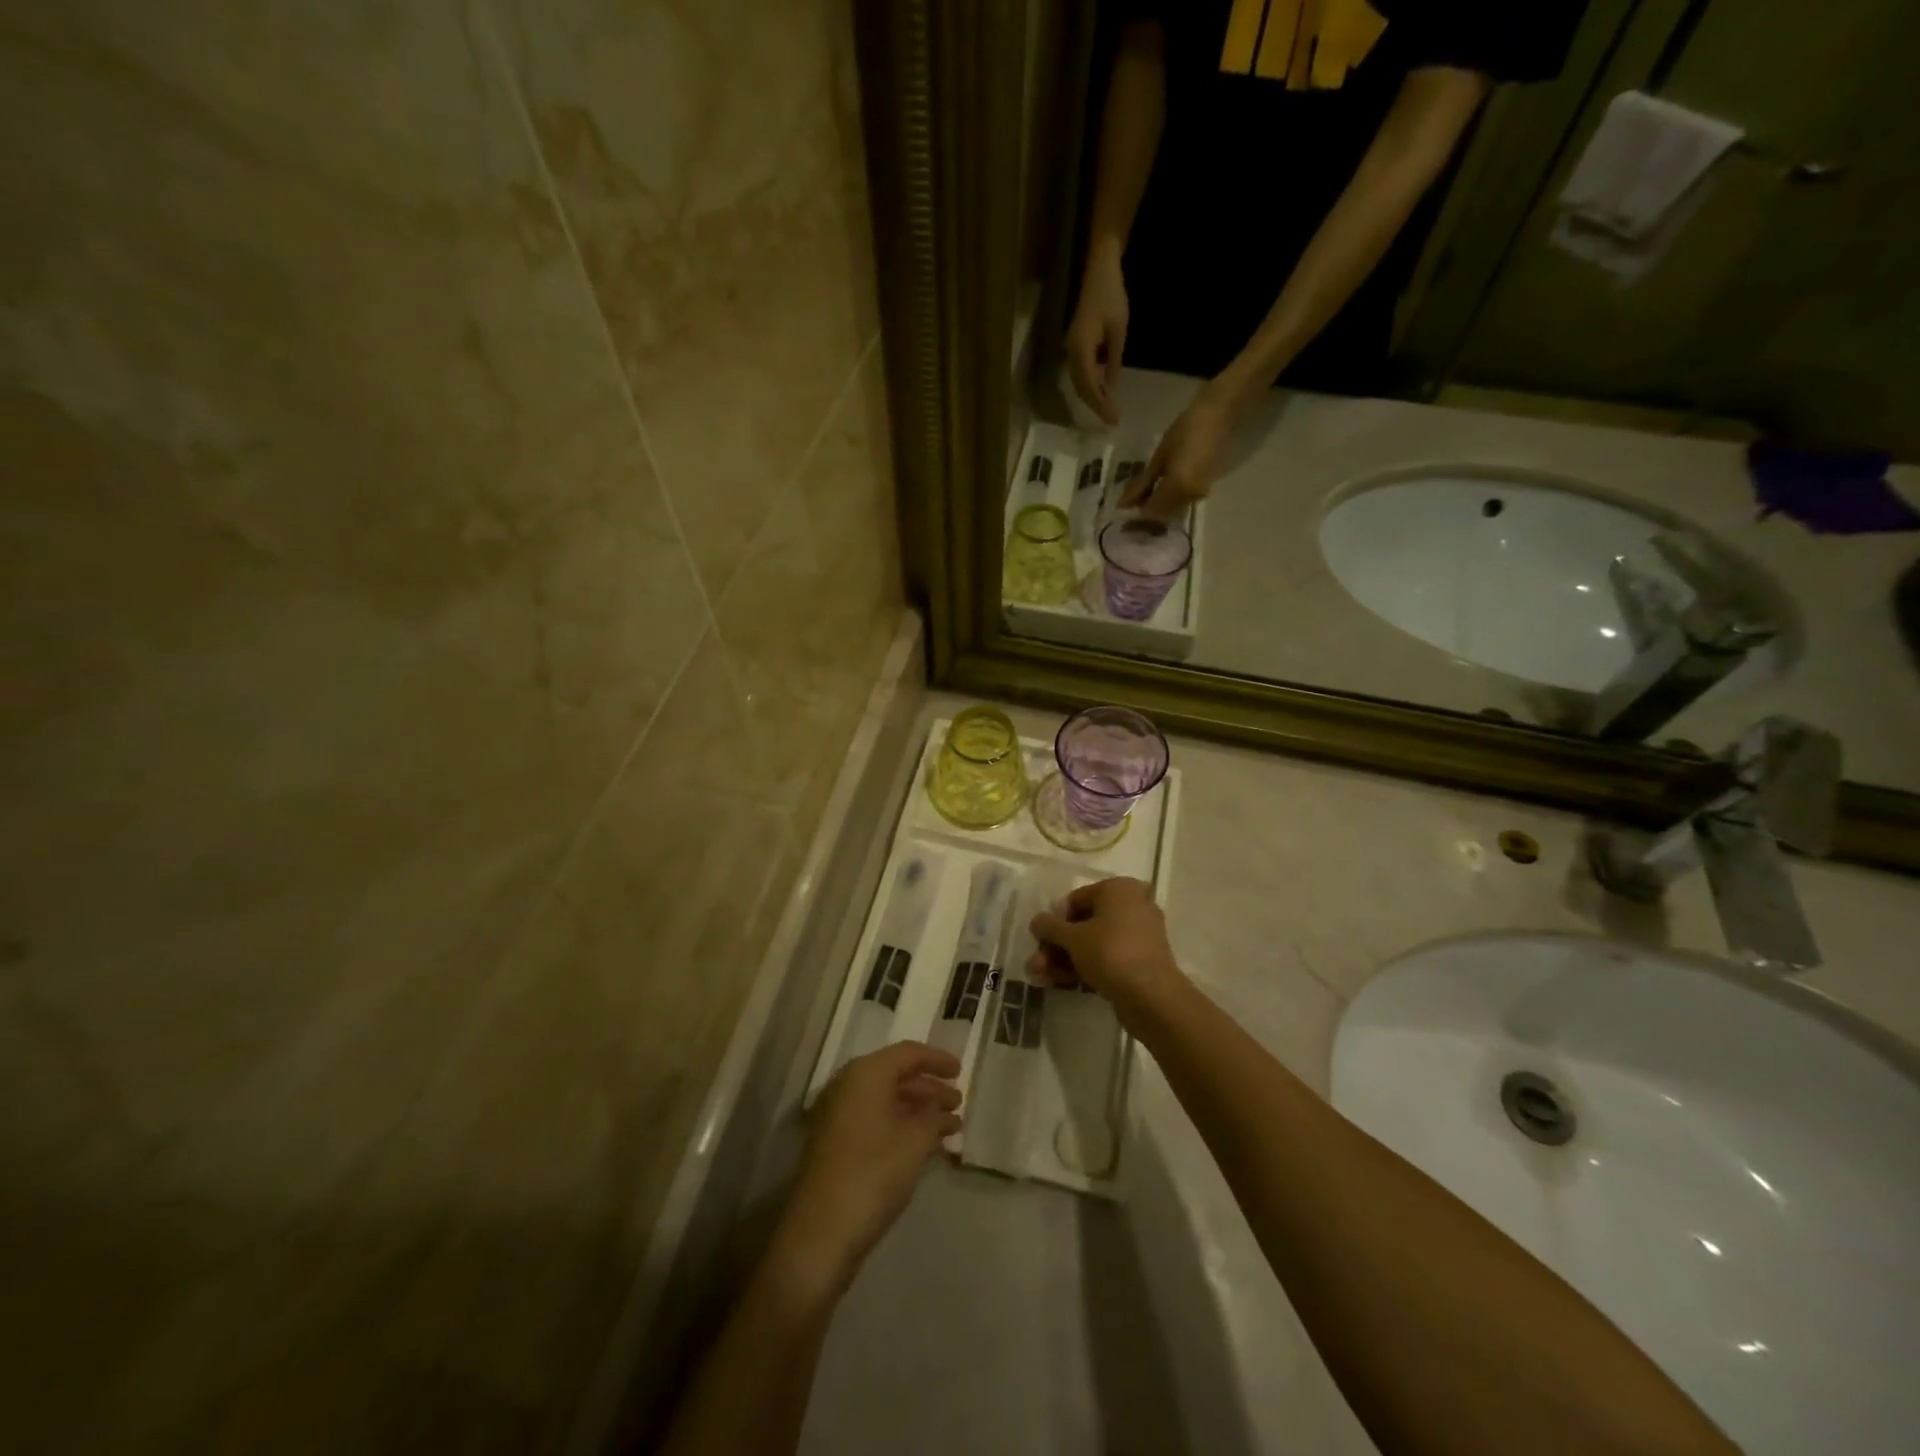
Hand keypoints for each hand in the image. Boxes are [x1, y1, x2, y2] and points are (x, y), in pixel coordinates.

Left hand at [772, 1042, 962, 1295]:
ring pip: (888, 1101)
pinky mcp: (838, 1145)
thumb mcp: (914, 1142)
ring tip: (951, 1128)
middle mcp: (849, 1087)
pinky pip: (878, 1122)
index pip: (908, 1053)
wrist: (821, 1233)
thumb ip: (932, 1116)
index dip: (937, 1060)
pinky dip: (903, 1128)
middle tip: (958, 1104)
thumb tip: (939, 1105)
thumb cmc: (873, 1174)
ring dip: (920, 1111)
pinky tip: (928, 1147)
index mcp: (865, 1074)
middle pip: (896, 1076)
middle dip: (930, 1089)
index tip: (961, 1072)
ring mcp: (840, 1117)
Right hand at [1028, 877, 1183, 1023]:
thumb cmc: (1110, 953)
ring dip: (1065, 959)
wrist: (1151, 997)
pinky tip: (1060, 982)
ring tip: (1041, 976)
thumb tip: (1036, 921)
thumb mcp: (1073, 938)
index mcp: (1119, 889)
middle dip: (1057, 945)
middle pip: (1084, 923)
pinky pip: (1107, 958)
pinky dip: (1085, 967)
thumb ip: (1050, 927)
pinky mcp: (1141, 961)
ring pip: (1094, 943)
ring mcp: (1139, 935)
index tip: (1039, 939)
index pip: (1076, 899)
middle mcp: (1133, 906)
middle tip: (1036, 963)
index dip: (1054, 920)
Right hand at [1067, 244, 1128, 425]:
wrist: (1099, 269)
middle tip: (1111, 420)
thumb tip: (1111, 387)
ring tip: (1107, 410)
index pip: (1090, 386)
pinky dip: (1090, 385)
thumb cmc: (1112, 296)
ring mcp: (1071, 348)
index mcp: (1081, 350)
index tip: (1113, 420)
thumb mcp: (1119, 330)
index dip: (1100, 405)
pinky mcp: (1075, 344)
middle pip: (1080, 388)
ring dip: (1091, 397)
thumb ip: (1113, 361)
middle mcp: (1071, 352)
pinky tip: (1102, 391)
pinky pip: (1080, 372)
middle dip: (1095, 405)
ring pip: (1078, 382)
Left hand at [1123, 385, 1236, 518]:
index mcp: (1177, 487)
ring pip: (1174, 509)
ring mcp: (1201, 494)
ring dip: (1159, 505)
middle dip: (1147, 509)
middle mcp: (1190, 497)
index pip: (1151, 512)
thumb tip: (1124, 504)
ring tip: (1146, 491)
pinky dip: (1171, 498)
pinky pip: (1184, 501)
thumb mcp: (1160, 456)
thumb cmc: (1185, 430)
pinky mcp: (1207, 489)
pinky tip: (1163, 486)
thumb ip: (1142, 483)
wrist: (1219, 415)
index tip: (1124, 505)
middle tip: (1133, 499)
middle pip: (1163, 514)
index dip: (1136, 512)